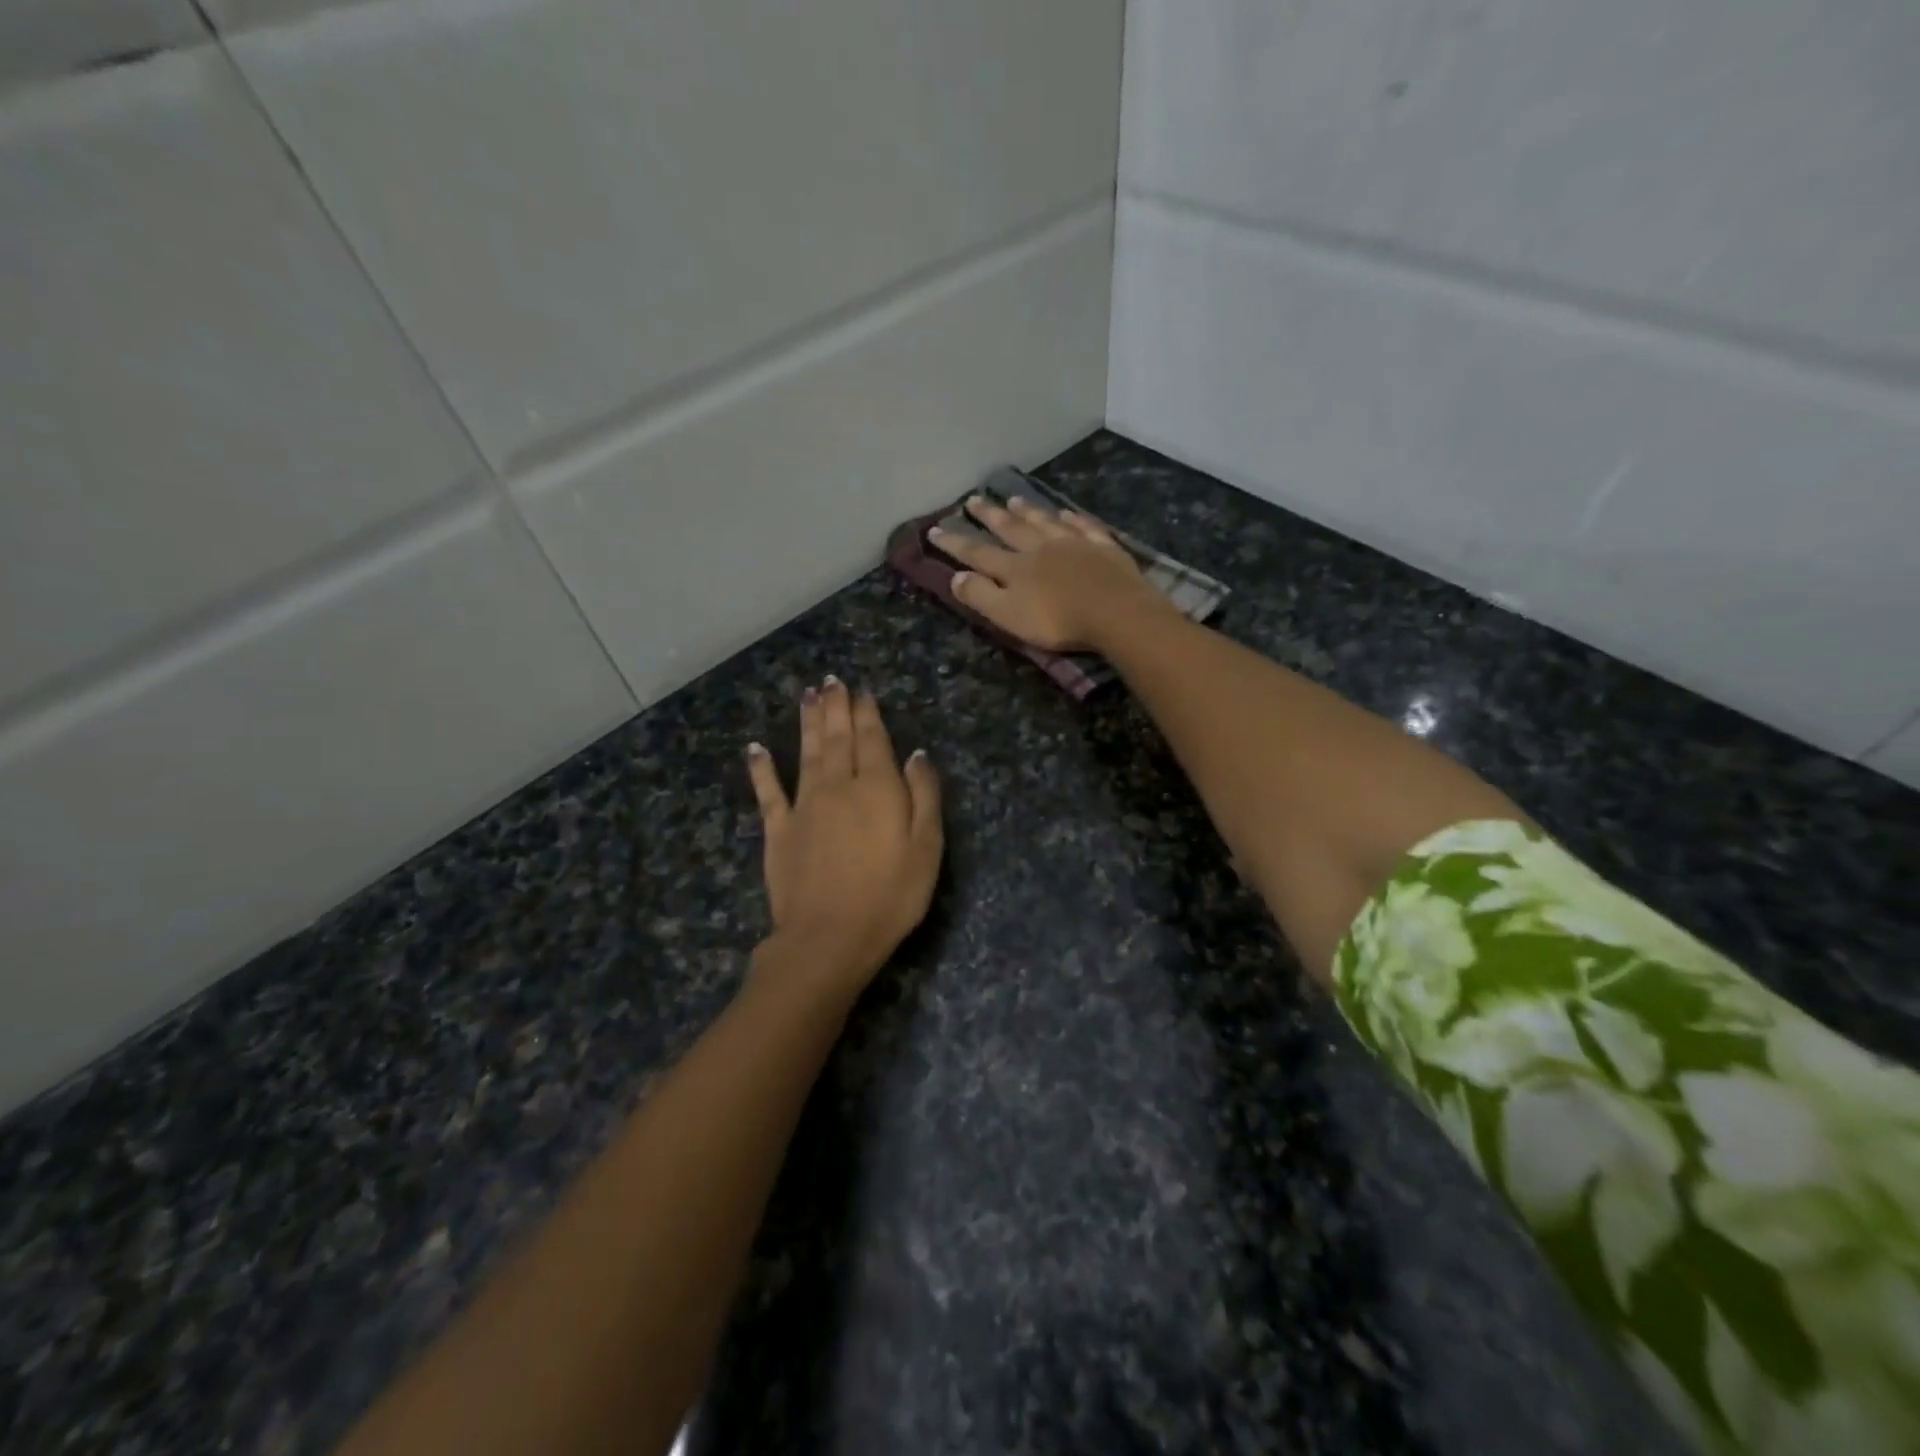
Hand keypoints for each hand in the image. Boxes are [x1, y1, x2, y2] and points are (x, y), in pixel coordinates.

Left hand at [744, 679, 942, 999]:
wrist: (830, 937)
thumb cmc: (890, 895)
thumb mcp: (927, 848)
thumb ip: (923, 796)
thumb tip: (916, 754)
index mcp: (876, 788)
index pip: (872, 740)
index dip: (867, 713)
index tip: (861, 691)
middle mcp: (838, 786)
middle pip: (837, 738)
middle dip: (836, 707)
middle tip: (831, 680)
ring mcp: (804, 806)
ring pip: (806, 753)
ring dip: (807, 722)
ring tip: (807, 695)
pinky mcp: (779, 830)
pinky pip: (768, 791)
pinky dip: (761, 767)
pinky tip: (755, 748)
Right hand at [928, 494, 1169, 652]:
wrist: (1115, 611)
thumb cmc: (1058, 621)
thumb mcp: (1009, 616)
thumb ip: (981, 596)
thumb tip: (955, 577)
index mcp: (1015, 567)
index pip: (978, 552)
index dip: (955, 543)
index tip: (935, 529)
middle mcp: (1040, 548)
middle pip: (1010, 528)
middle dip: (989, 515)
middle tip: (973, 499)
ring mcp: (1074, 543)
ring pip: (1045, 521)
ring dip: (1028, 510)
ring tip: (1015, 498)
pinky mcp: (1103, 547)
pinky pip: (1084, 526)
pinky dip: (1072, 518)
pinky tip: (1067, 513)